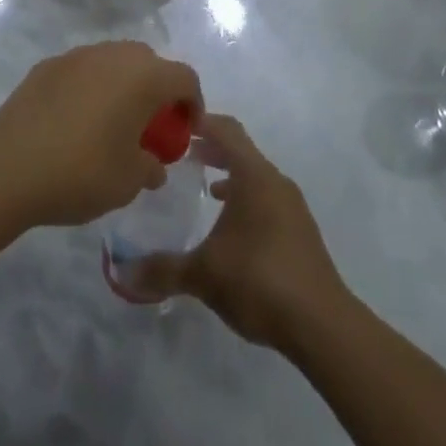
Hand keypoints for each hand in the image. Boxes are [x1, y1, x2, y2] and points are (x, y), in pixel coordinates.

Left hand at [0, 41, 202, 230]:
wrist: (9, 165)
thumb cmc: (82, 172)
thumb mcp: (129, 182)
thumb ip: (150, 167)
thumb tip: (153, 164)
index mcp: (144, 76)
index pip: (185, 78)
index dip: (193, 104)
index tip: (186, 132)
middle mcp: (114, 54)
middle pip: (150, 62)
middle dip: (157, 90)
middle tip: (151, 127)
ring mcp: (79, 55)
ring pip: (114, 62)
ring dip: (122, 85)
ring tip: (112, 123)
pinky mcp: (48, 64)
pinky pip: (83, 70)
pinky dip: (90, 88)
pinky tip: (76, 121)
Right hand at [136, 114, 348, 352]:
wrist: (322, 324)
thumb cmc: (259, 279)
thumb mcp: (204, 274)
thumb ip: (163, 269)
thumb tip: (122, 274)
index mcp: (254, 175)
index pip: (226, 129)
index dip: (201, 121)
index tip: (176, 122)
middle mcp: (275, 181)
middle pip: (241, 150)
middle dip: (212, 148)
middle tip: (182, 154)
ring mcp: (291, 206)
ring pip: (255, 176)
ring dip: (230, 175)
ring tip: (204, 187)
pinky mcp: (300, 232)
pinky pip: (266, 200)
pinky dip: (245, 199)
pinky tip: (231, 228)